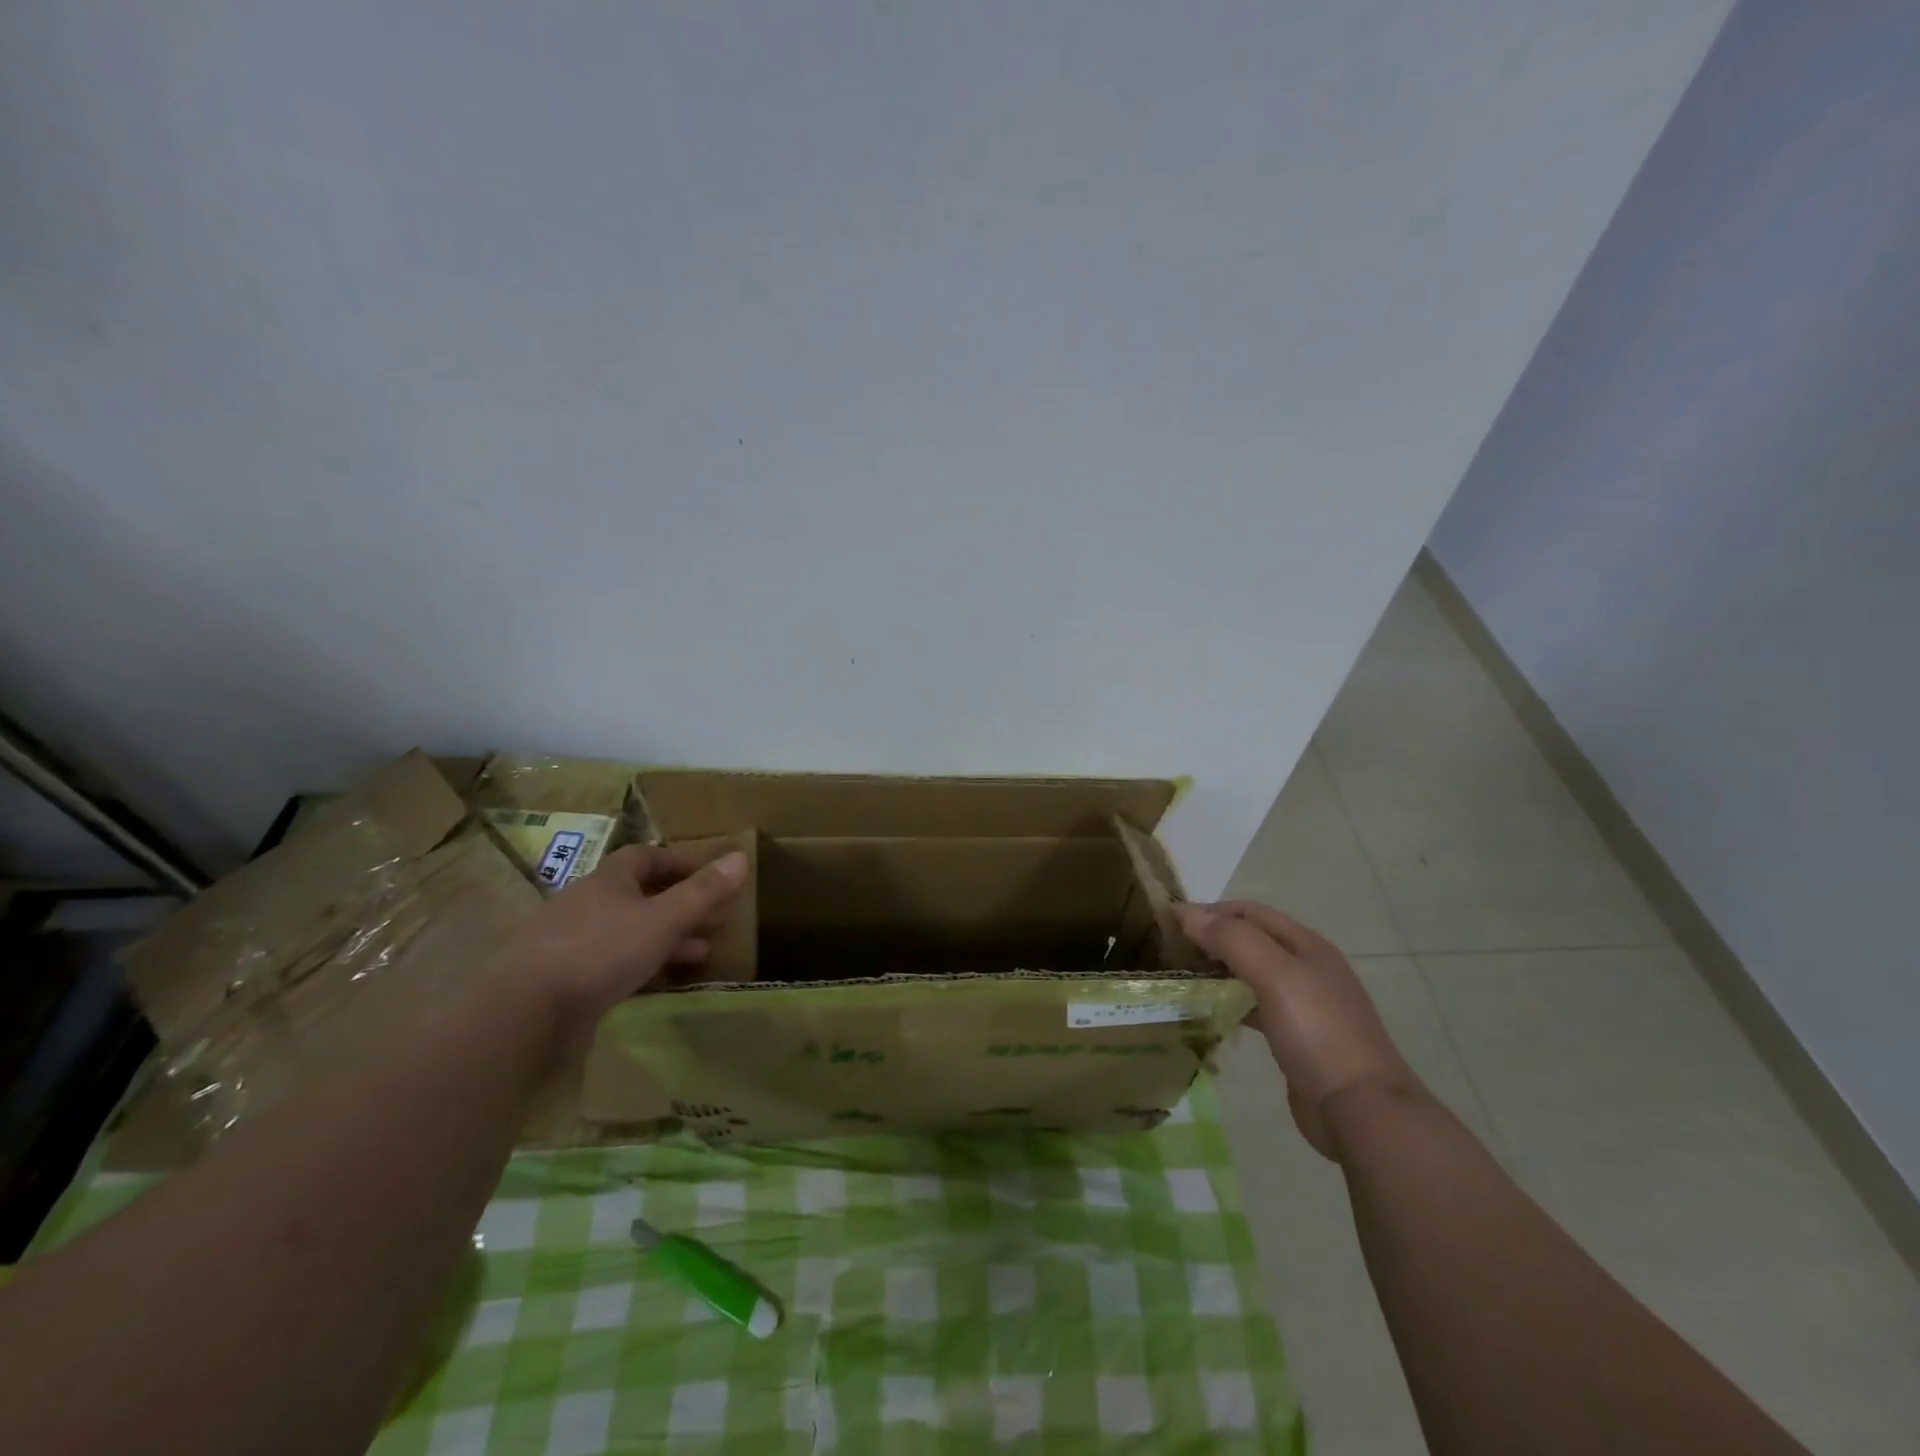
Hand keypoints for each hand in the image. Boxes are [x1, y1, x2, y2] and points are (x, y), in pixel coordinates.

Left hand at [503, 844, 749, 1024]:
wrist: (524, 1012)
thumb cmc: (601, 951)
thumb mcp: (663, 919)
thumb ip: (703, 892)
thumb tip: (741, 857)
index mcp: (609, 880)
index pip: (647, 857)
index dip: (681, 863)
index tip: (712, 877)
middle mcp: (589, 903)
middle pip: (642, 894)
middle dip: (682, 904)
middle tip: (717, 918)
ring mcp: (574, 942)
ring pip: (631, 931)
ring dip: (668, 937)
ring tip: (703, 952)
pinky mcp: (566, 979)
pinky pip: (615, 962)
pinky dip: (644, 965)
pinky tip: (662, 980)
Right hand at [1175, 900, 1424, 1159]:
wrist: (1360, 1109)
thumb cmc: (1317, 1031)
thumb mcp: (1275, 975)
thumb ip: (1231, 939)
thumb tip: (1185, 912)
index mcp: (1306, 944)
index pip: (1249, 912)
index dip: (1210, 910)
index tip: (1169, 921)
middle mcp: (1306, 967)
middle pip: (1250, 939)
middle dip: (1211, 938)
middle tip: (1170, 949)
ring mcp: (1303, 1004)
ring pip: (1250, 973)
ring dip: (1218, 970)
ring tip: (1182, 977)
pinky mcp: (1296, 1037)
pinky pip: (1254, 1005)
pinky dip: (1229, 1001)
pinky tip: (1209, 1011)